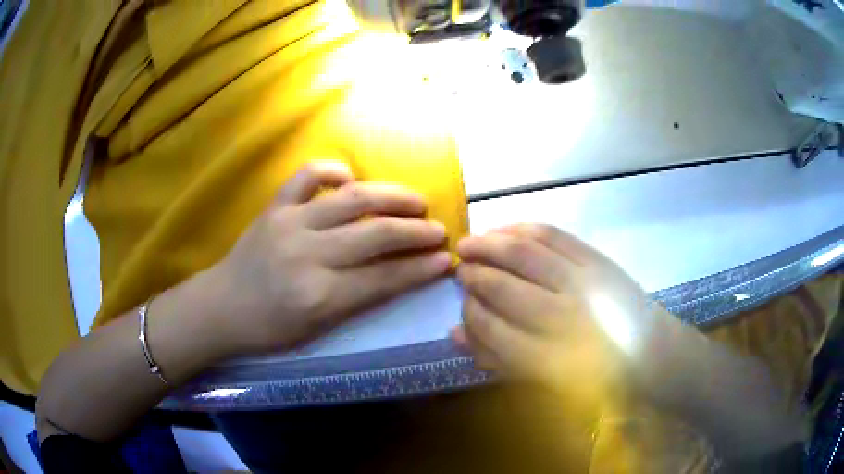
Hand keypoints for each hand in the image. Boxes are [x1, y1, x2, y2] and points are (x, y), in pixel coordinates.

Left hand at [203, 162, 451, 355]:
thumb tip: (403, 275)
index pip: (383, 278)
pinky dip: (333, 171)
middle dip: (416, 231)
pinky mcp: (274, 206)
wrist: (222, 307)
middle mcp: (308, 255)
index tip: (446, 260)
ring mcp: (289, 223)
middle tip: (439, 229)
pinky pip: (306, 176)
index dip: (420, 268)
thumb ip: (360, 300)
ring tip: (416, 201)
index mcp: (319, 296)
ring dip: (392, 196)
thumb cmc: (271, 328)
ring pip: (352, 199)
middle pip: (375, 234)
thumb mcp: (319, 329)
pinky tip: (350, 178)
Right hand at [453, 224, 659, 395]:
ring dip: (488, 244)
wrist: (648, 354)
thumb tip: (456, 332)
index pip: (490, 326)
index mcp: (545, 359)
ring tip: (470, 243)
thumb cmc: (593, 378)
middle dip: (473, 276)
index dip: (469, 310)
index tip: (463, 302)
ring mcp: (581, 283)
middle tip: (461, 270)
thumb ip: (497, 360)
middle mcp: (561, 318)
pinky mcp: (597, 260)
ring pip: (522, 254)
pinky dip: (522, 228)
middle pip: (502, 287)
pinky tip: (504, 229)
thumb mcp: (541, 383)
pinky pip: (551, 235)